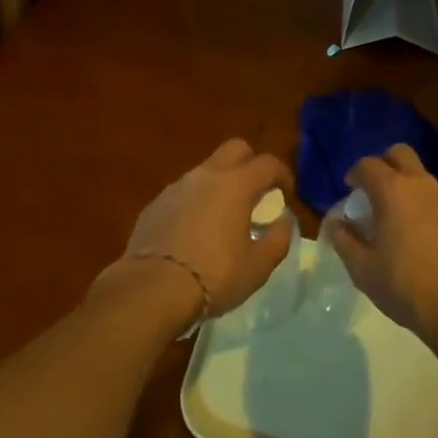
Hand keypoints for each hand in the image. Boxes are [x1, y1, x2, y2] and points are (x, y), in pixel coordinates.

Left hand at [117, 139, 295, 315]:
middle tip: (256, 192)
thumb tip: (282, 221)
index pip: (267, 163)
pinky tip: (194, 232)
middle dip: (250, 163)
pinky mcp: (156, 204)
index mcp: (237, 184)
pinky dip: (195, 203)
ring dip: (220, 184)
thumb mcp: (258, 266)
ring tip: (224, 216)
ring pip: (206, 170)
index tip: (286, 192)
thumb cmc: (214, 275)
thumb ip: (277, 239)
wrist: (151, 289)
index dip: (282, 174)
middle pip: (235, 149)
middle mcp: (207, 175)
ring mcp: (177, 186)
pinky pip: (183, 193)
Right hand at [325, 143, 437, 341]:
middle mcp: (421, 185)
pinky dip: (429, 213)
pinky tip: (426, 243)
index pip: (367, 164)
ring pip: (423, 179)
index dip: (355, 174)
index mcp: (392, 190)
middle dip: (385, 164)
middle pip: (401, 154)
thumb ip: (344, 240)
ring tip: (400, 221)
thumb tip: (335, 223)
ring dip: (409, 189)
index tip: (350, 190)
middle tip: (375, 192)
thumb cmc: (404, 285)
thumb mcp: (362, 268)